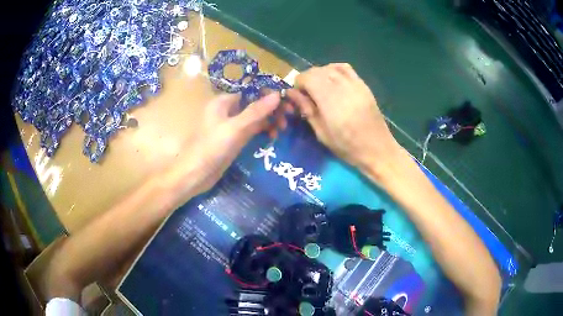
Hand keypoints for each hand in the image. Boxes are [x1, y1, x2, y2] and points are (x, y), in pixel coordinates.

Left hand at [164, 93, 281, 201]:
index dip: (269, 95)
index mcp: (224, 102)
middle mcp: (227, 110)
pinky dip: (262, 131)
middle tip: (287, 119)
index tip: (287, 103)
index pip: (251, 91)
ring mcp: (231, 126)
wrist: (195, 175)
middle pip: (254, 104)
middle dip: (271, 109)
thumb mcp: (235, 129)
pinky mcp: (234, 139)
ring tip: (281, 129)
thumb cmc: (211, 148)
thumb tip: (277, 95)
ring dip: (268, 121)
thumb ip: (256, 112)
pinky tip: (272, 137)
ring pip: (254, 118)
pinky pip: (251, 130)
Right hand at [286, 64, 401, 174]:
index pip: (307, 78)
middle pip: (317, 71)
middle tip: (306, 94)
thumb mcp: (321, 133)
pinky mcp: (363, 85)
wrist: (377, 149)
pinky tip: (332, 80)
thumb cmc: (347, 147)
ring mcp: (355, 84)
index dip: (298, 84)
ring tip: (319, 88)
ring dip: (320, 74)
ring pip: (330, 68)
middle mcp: (342, 87)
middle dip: (307, 79)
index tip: (297, 96)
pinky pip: (345, 68)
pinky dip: (334, 70)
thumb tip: (292, 93)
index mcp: (330, 101)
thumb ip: (306, 109)